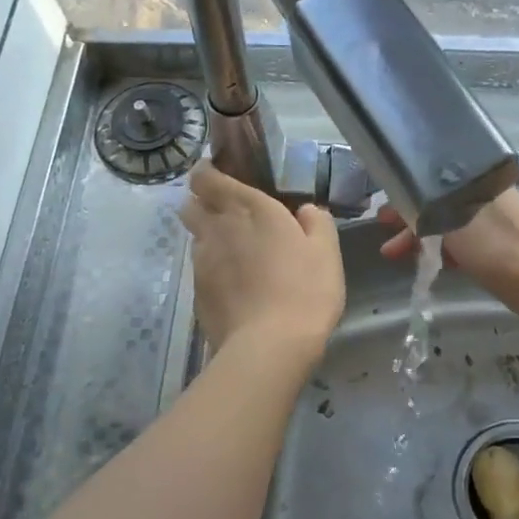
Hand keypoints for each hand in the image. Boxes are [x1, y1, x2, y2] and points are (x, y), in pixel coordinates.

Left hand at [179, 162, 345, 356]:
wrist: (269, 346)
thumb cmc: (305, 290)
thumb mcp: (327, 251)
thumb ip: (317, 221)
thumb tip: (306, 210)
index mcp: (249, 208)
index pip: (208, 177)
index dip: (207, 173)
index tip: (218, 174)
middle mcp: (218, 228)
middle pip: (191, 204)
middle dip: (202, 202)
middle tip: (226, 212)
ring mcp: (202, 261)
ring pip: (195, 237)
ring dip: (208, 237)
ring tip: (234, 252)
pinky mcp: (196, 292)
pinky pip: (200, 268)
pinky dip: (213, 269)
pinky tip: (234, 285)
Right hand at [378, 187, 518, 312]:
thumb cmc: (496, 245)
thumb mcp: (450, 220)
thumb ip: (424, 209)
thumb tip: (403, 205)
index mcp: (475, 179)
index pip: (431, 178)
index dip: (404, 194)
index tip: (383, 212)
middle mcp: (483, 195)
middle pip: (437, 202)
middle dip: (408, 220)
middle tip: (385, 236)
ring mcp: (493, 222)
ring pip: (447, 225)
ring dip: (421, 239)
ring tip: (395, 257)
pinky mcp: (498, 248)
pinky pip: (461, 244)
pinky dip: (441, 252)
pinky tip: (428, 266)